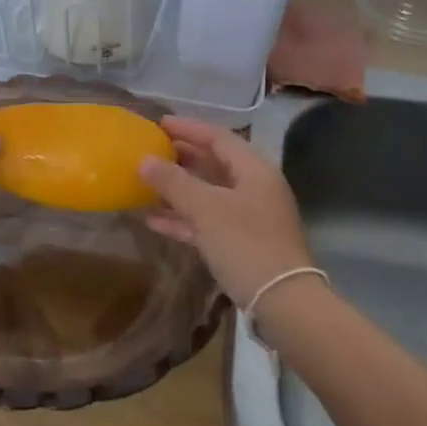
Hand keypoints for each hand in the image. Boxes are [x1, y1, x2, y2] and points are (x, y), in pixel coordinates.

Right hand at [139, 116, 312, 306]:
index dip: (188, 128)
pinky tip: (154, 220)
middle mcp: (255, 188)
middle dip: (182, 158)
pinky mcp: (243, 244)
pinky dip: (184, 218)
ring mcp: (250, 217)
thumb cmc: (245, 244)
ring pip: (209, 194)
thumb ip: (174, 182)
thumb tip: (144, 160)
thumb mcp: (206, 209)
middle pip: (215, 164)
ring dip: (179, 189)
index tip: (158, 124)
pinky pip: (208, 221)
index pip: (219, 137)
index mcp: (254, 170)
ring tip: (146, 184)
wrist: (282, 302)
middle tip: (150, 151)